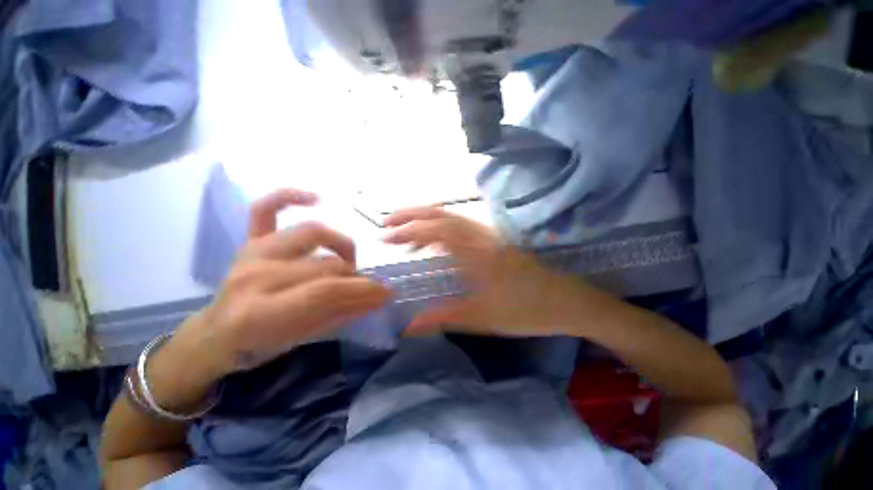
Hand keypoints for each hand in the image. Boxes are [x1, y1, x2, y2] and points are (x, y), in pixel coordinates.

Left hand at [173, 189, 390, 377]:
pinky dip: (289, 197)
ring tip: (349, 259)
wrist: (217, 335)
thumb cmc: (260, 345)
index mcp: (260, 311)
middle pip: (325, 264)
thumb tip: (380, 297)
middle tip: (368, 286)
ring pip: (311, 234)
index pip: (326, 291)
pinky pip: (266, 208)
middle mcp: (254, 275)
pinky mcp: (250, 240)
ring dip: (341, 245)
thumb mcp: (305, 338)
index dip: (363, 290)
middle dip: (355, 277)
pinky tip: (315, 198)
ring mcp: (252, 252)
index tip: (387, 292)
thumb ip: (343, 313)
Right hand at [383, 206, 587, 336]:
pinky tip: (434, 243)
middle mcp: (482, 236)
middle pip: (441, 213)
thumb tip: (408, 327)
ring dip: (425, 220)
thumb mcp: (482, 318)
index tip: (385, 238)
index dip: (407, 230)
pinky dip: (440, 229)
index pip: (436, 230)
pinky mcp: (494, 240)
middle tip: (387, 225)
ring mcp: (490, 235)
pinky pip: (461, 227)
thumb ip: (442, 318)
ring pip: (452, 217)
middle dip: (411, 215)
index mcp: (478, 252)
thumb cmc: (527, 311)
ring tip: (405, 235)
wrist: (568, 302)